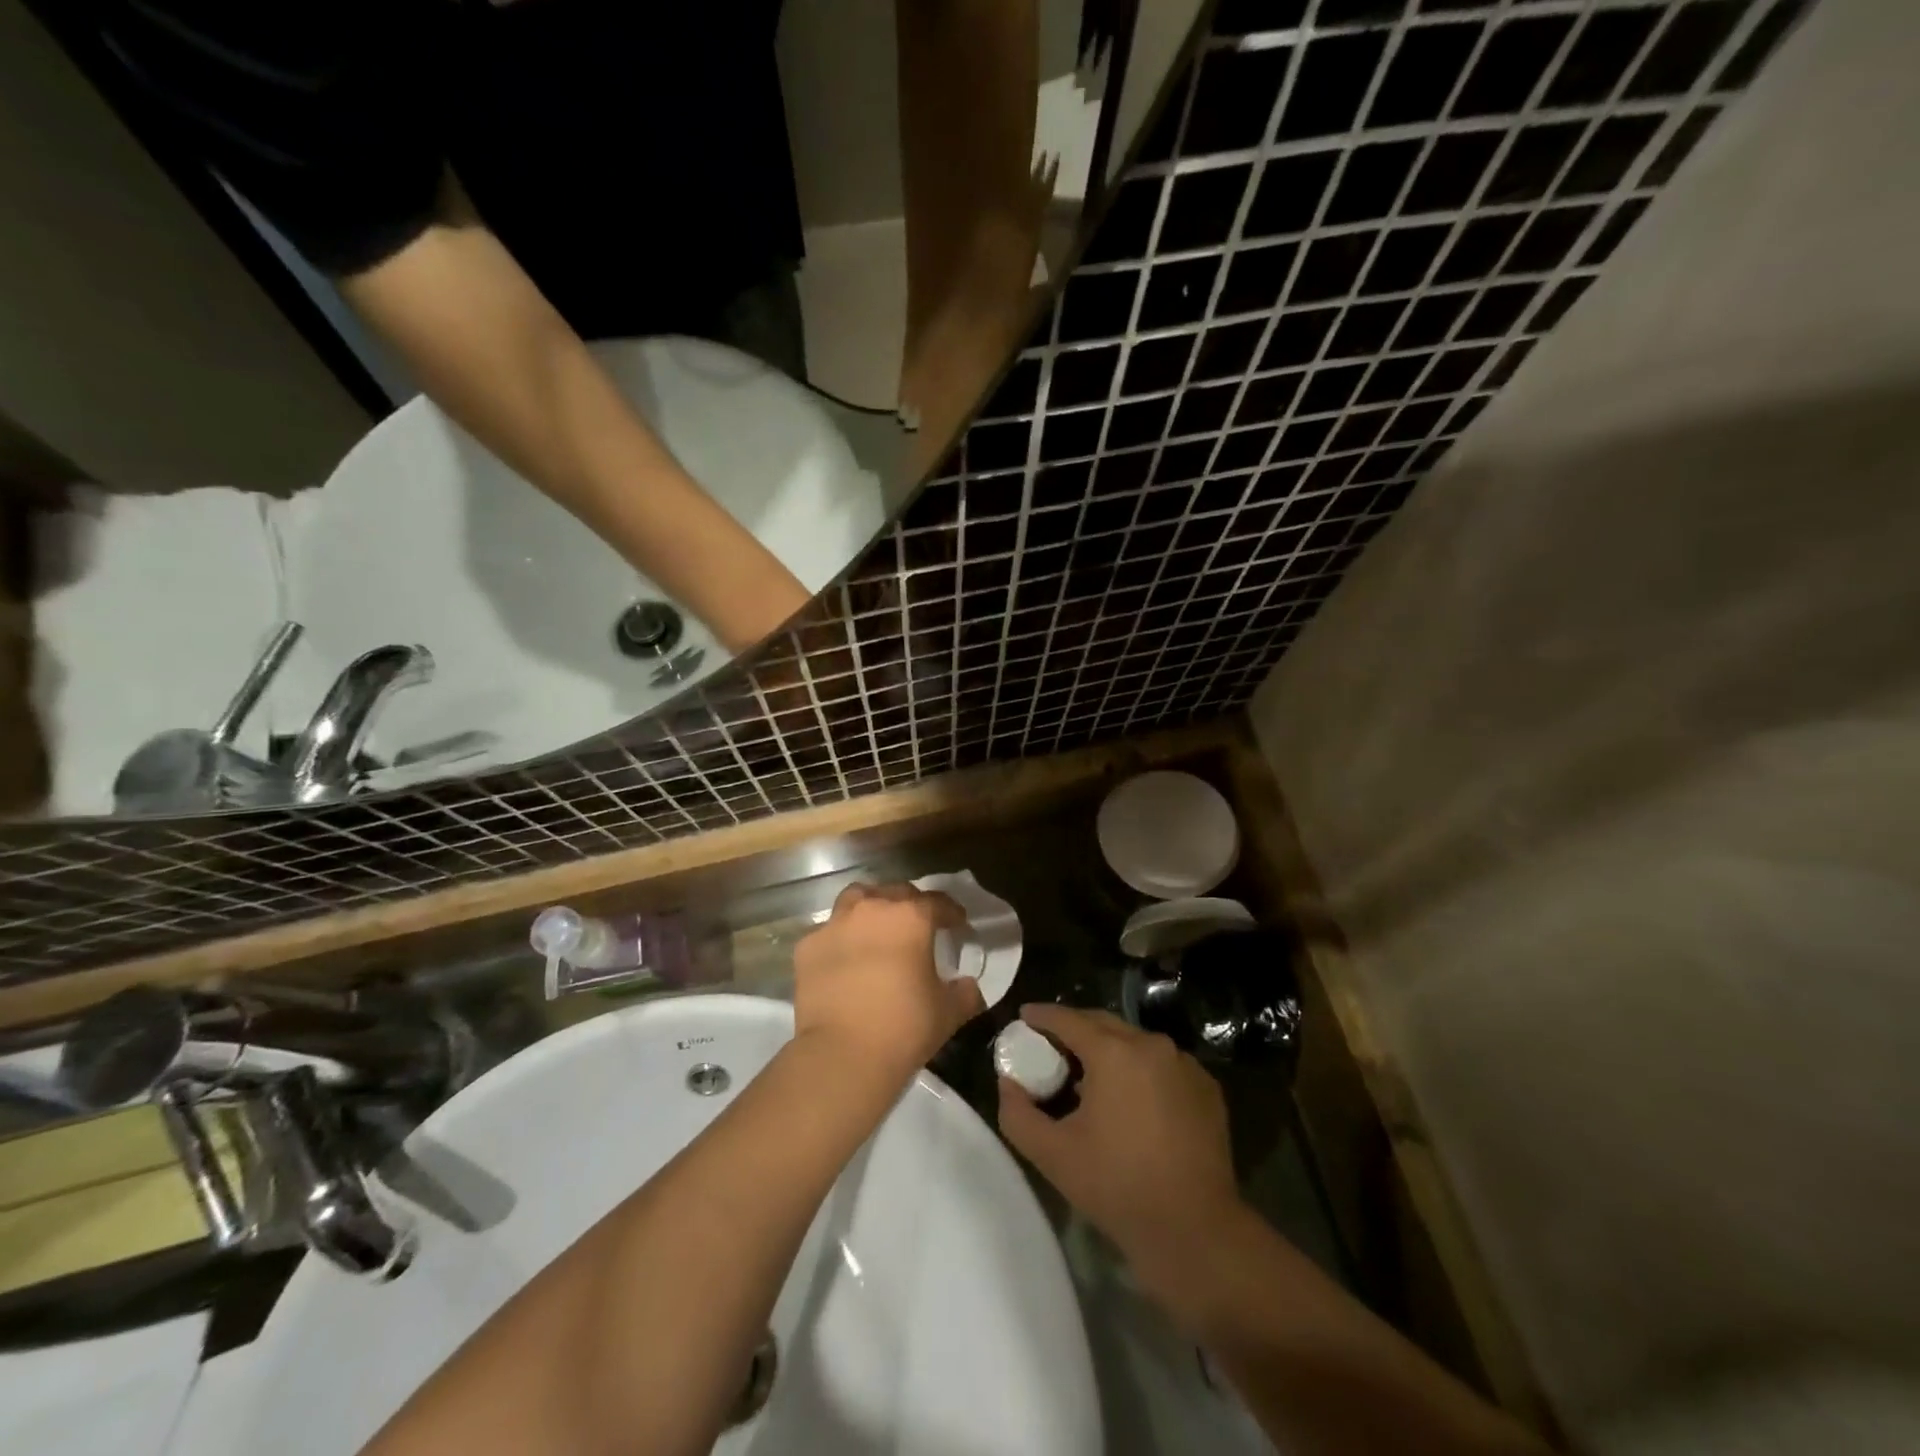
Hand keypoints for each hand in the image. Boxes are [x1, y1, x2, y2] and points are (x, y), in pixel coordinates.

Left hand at [792, 882, 985, 1083]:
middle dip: (910, 905)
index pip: (938, 902)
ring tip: (877, 929)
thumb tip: (968, 986)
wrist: (843, 1054)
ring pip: (857, 899)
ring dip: (871, 907)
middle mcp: (872, 909)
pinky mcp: (808, 947)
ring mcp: (836, 924)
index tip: (958, 925)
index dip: (951, 912)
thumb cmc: (904, 1027)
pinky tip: (845, 960)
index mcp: (911, 917)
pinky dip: (841, 939)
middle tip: (917, 927)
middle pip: (896, 892)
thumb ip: (964, 993)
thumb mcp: (948, 1012)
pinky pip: (829, 932)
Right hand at [997, 1005, 1241, 1293]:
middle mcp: (1151, 1044)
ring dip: (1109, 1049)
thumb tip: (1008, 1083)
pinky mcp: (1206, 1087)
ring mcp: (1184, 1064)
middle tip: (1052, 1046)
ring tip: (1090, 1075)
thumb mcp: (1052, 1154)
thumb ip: (1017, 1113)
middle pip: (1103, 1023)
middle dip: (1075, 1028)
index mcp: (1113, 1052)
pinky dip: (1140, 1069)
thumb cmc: (1117, 1187)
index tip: (1024, 1017)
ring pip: (1135, 1042)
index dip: (1042, 1016)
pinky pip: (1162, 1064)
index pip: (1068, 1019)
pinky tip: (1131, 1099)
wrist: (1195, 1231)